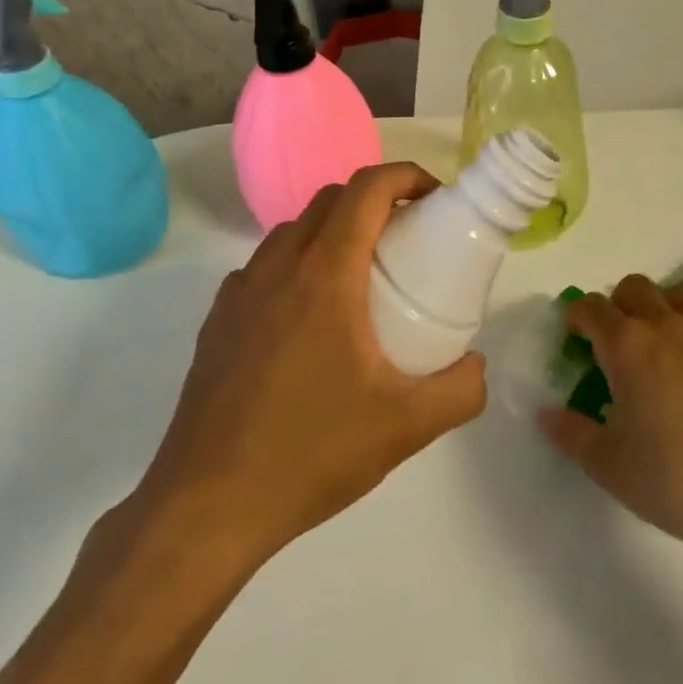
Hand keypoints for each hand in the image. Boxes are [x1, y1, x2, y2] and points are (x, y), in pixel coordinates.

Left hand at [124, 163, 486, 569]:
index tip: (435, 197)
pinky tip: (311, 319)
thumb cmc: (311, 453)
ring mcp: (240, 293)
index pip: (366, 189)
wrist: (207, 507)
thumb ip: (461, 389)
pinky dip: (297, 265)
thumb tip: (476, 365)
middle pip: (330, 200)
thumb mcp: (407, 426)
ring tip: (362, 276)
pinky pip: (265, 268)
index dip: (406, 176)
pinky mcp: (218, 322)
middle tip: (408, 237)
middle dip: (375, 200)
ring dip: (334, 230)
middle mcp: (278, 268)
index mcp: (325, 275)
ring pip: (292, 230)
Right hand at [539, 275, 682, 573]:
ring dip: (665, 309)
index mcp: (628, 345)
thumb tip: (546, 414)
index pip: (591, 307)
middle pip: (636, 287)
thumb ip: (572, 434)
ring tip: (664, 346)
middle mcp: (669, 326)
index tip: (575, 340)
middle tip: (617, 345)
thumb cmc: (675, 481)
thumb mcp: (609, 465)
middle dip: (619, 305)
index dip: (577, 318)